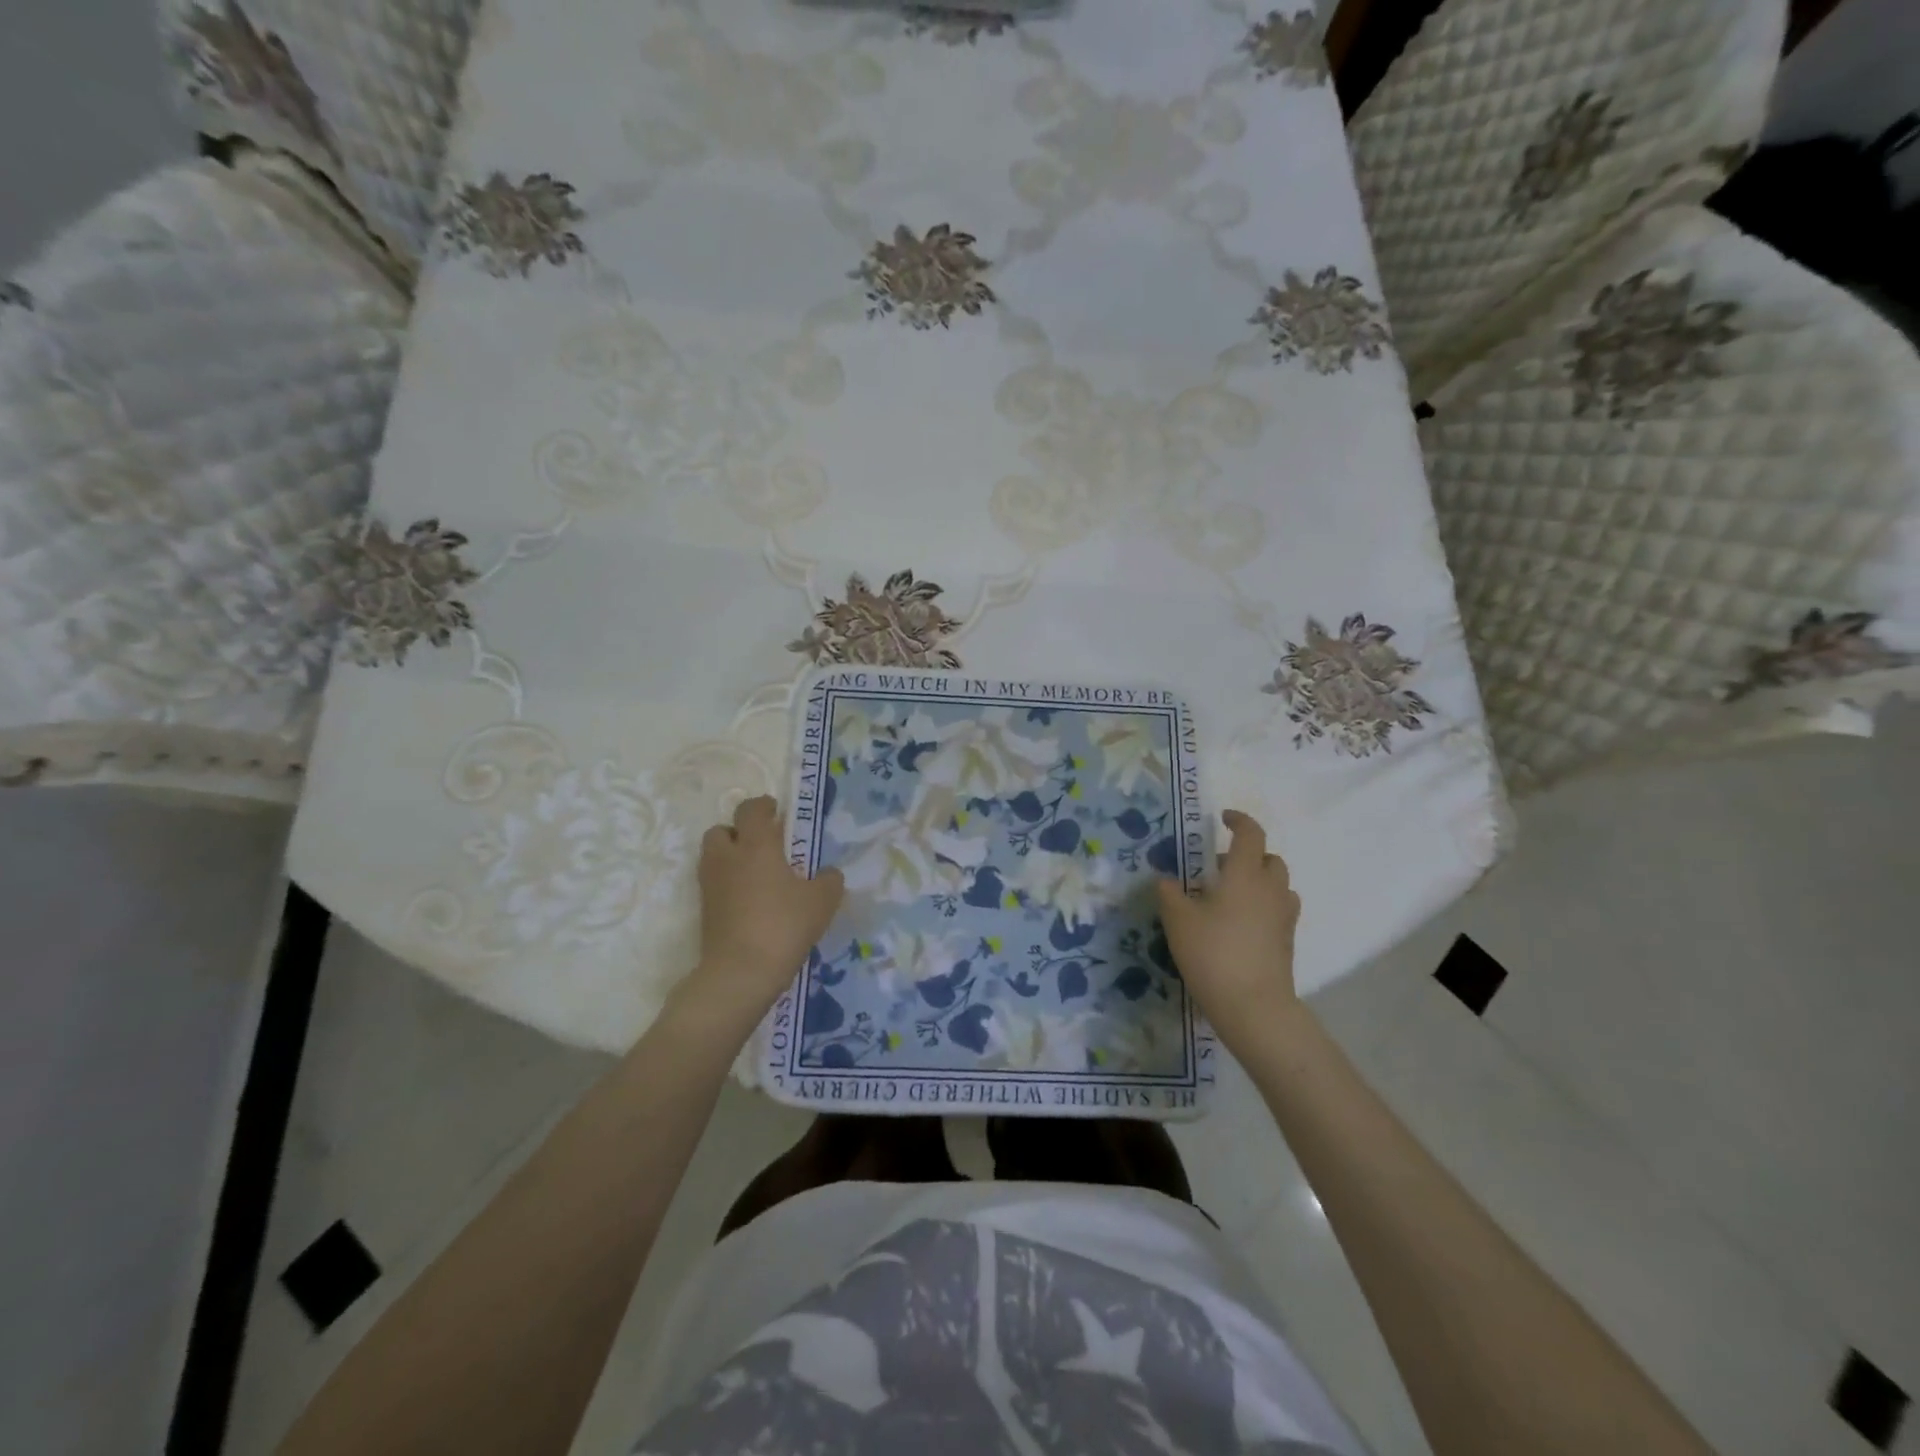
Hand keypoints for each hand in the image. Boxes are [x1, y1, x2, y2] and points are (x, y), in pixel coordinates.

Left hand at [685, 796, 844, 1024]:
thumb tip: (828, 873)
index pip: (751, 810)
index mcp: (756, 845)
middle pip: (722, 830)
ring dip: (731, 857)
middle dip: (739, 832)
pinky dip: (729, 885)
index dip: (763, 806)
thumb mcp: (822, 901)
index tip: (777, 812)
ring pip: (714, 857)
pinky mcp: (705, 911)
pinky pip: (715, 884)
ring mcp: (711, 885)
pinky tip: (752, 901)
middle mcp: (727, 858)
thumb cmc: (784, 925)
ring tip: (758, 875)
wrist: (740, 972)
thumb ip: (829, 880)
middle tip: (764, 846)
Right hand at [1155, 810, 1301, 1044]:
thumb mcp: (1178, 920)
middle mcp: (1270, 888)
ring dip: (1259, 880)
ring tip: (1230, 896)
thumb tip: (1166, 880)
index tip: (1222, 819)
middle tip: (1218, 867)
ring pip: (1278, 884)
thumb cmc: (1212, 953)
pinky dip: (1264, 905)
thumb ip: (1169, 893)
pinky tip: (1241, 923)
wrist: (1253, 1006)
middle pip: (1270, 858)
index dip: (1238, 821)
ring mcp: (1284, 916)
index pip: (1250, 834)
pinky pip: (1279, 909)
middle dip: (1248, 854)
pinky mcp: (1288, 940)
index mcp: (1244, 874)